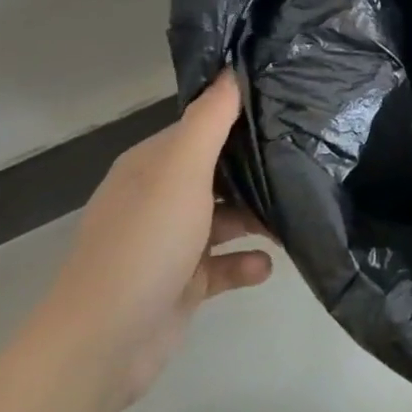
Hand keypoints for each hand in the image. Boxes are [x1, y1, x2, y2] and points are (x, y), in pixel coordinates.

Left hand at [28, 74, 276, 411]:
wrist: (104, 342)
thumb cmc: (145, 244)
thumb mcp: (181, 172)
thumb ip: (210, 122)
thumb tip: (231, 69)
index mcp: (151, 167)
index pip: (201, 129)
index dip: (239, 118)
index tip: (288, 110)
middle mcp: (159, 199)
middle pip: (218, 173)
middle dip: (258, 170)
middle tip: (307, 160)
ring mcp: (171, 243)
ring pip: (227, 218)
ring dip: (259, 219)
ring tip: (297, 217)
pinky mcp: (184, 282)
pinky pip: (226, 263)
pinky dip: (247, 262)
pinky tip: (266, 266)